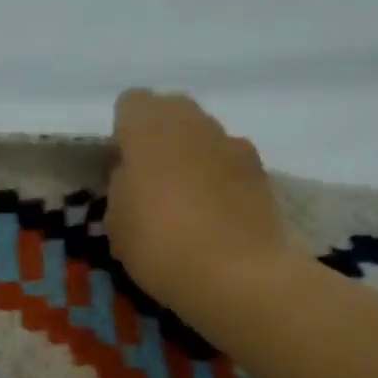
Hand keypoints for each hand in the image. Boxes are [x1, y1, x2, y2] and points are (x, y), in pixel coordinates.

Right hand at [106, 89, 290, 317]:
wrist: (238, 275)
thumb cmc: (159, 244)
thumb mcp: (116, 220)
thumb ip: (121, 184)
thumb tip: (134, 173)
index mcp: (149, 127)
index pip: (131, 103)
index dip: (124, 132)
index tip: (121, 165)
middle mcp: (193, 122)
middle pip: (171, 111)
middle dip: (159, 137)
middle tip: (151, 180)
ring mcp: (232, 143)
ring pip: (203, 135)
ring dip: (192, 156)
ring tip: (187, 202)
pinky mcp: (261, 170)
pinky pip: (229, 161)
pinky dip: (220, 178)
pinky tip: (216, 216)